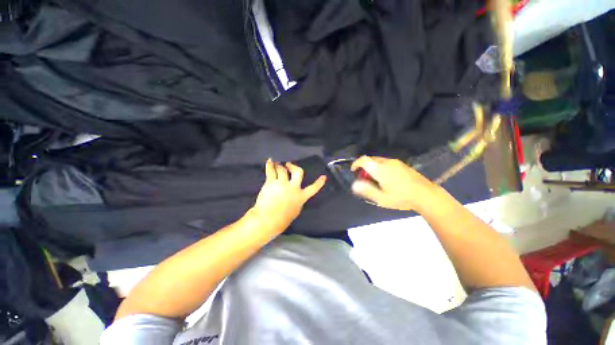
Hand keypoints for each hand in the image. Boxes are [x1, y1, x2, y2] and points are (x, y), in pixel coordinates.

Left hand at [249, 159, 326, 233]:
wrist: (268, 219)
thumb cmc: (281, 220)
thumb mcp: (294, 212)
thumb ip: (297, 202)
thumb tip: (295, 197)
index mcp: (301, 197)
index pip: (313, 189)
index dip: (319, 183)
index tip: (324, 177)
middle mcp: (293, 187)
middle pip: (298, 172)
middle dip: (294, 167)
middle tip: (289, 164)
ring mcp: (282, 183)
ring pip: (283, 170)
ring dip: (280, 166)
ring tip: (277, 164)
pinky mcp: (271, 182)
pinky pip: (271, 171)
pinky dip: (270, 165)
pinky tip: (269, 161)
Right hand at [351, 156, 440, 211]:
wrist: (426, 195)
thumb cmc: (402, 198)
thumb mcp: (382, 199)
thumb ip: (367, 190)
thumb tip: (354, 184)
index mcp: (381, 169)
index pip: (364, 160)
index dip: (356, 163)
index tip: (353, 170)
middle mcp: (387, 162)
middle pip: (370, 159)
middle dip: (363, 166)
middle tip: (363, 178)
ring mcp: (396, 162)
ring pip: (378, 160)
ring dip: (372, 167)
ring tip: (374, 179)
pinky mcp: (402, 164)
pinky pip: (385, 162)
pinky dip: (379, 167)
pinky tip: (385, 178)